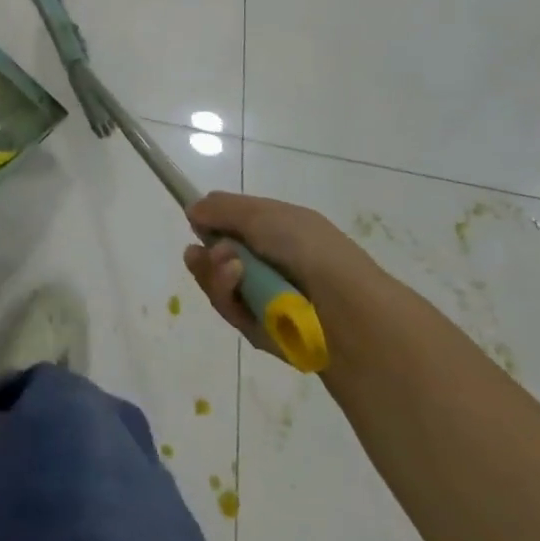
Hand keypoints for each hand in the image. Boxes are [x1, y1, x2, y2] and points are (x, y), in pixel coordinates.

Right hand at [183, 191, 382, 366]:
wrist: (346, 311)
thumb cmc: (307, 249)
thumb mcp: (263, 215)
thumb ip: (222, 209)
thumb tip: (193, 209)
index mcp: (278, 231)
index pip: (233, 224)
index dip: (213, 223)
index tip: (194, 221)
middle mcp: (270, 263)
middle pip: (218, 256)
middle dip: (208, 254)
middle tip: (208, 253)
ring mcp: (265, 298)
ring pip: (219, 284)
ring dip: (216, 274)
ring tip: (232, 271)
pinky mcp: (261, 331)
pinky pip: (230, 311)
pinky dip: (228, 298)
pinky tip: (239, 289)